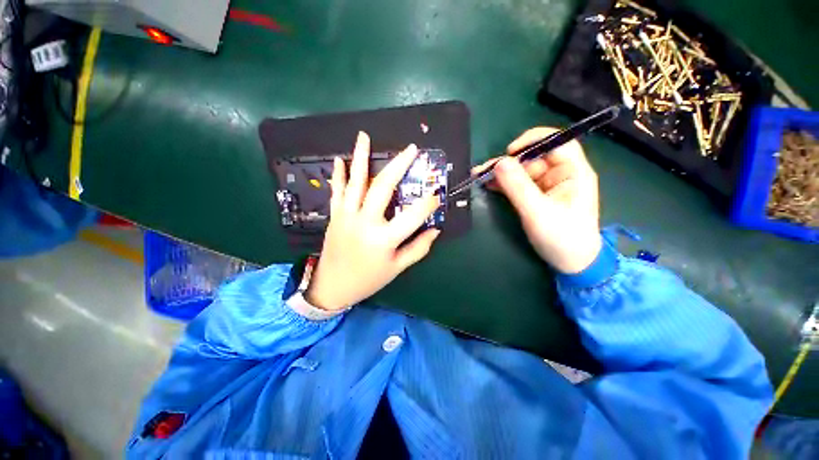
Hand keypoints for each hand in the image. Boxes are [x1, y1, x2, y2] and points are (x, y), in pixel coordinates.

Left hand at [305, 132, 440, 311]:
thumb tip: (435, 230)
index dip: (427, 204)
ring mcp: (347, 216)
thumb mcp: (397, 268)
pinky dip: (339, 175)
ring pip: (356, 182)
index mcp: (384, 239)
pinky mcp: (335, 216)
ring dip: (360, 158)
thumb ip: (418, 248)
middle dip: (399, 166)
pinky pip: (337, 191)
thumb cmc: (368, 279)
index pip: (412, 216)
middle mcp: (365, 222)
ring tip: (364, 136)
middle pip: (383, 188)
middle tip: (411, 149)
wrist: (332, 286)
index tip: (436, 194)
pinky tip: (339, 159)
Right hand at [484, 127, 601, 273]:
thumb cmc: (562, 237)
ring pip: (522, 171)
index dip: (534, 140)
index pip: (557, 142)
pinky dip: (503, 184)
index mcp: (573, 172)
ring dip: (501, 173)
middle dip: (508, 162)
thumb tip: (499, 163)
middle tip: (484, 170)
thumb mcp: (537, 212)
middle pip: (533, 158)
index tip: (510, 151)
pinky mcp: (537, 196)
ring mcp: (547, 186)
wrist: (571, 263)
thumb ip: (518, 187)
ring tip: (479, 176)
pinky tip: (488, 185)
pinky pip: (518, 184)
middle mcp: (561, 174)